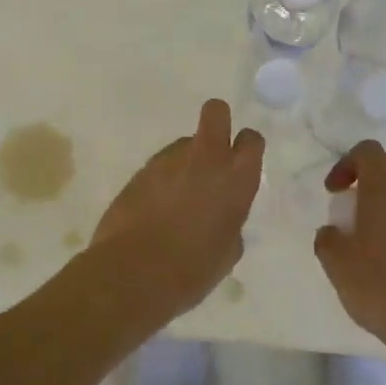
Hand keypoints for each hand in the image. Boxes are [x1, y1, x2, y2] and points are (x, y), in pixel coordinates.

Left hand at [89, 98, 263, 320]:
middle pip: (216, 111)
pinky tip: (154, 210)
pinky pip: (159, 167)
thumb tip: (221, 217)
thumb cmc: (193, 270)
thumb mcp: (227, 251)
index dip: (246, 148)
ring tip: (175, 200)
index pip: (251, 140)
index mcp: (236, 179)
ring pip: (183, 144)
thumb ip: (230, 222)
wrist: (134, 273)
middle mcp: (206, 159)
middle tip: (212, 152)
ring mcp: (168, 160)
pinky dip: (160, 181)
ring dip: (184, 162)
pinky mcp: (140, 171)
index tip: (240, 164)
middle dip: (217, 122)